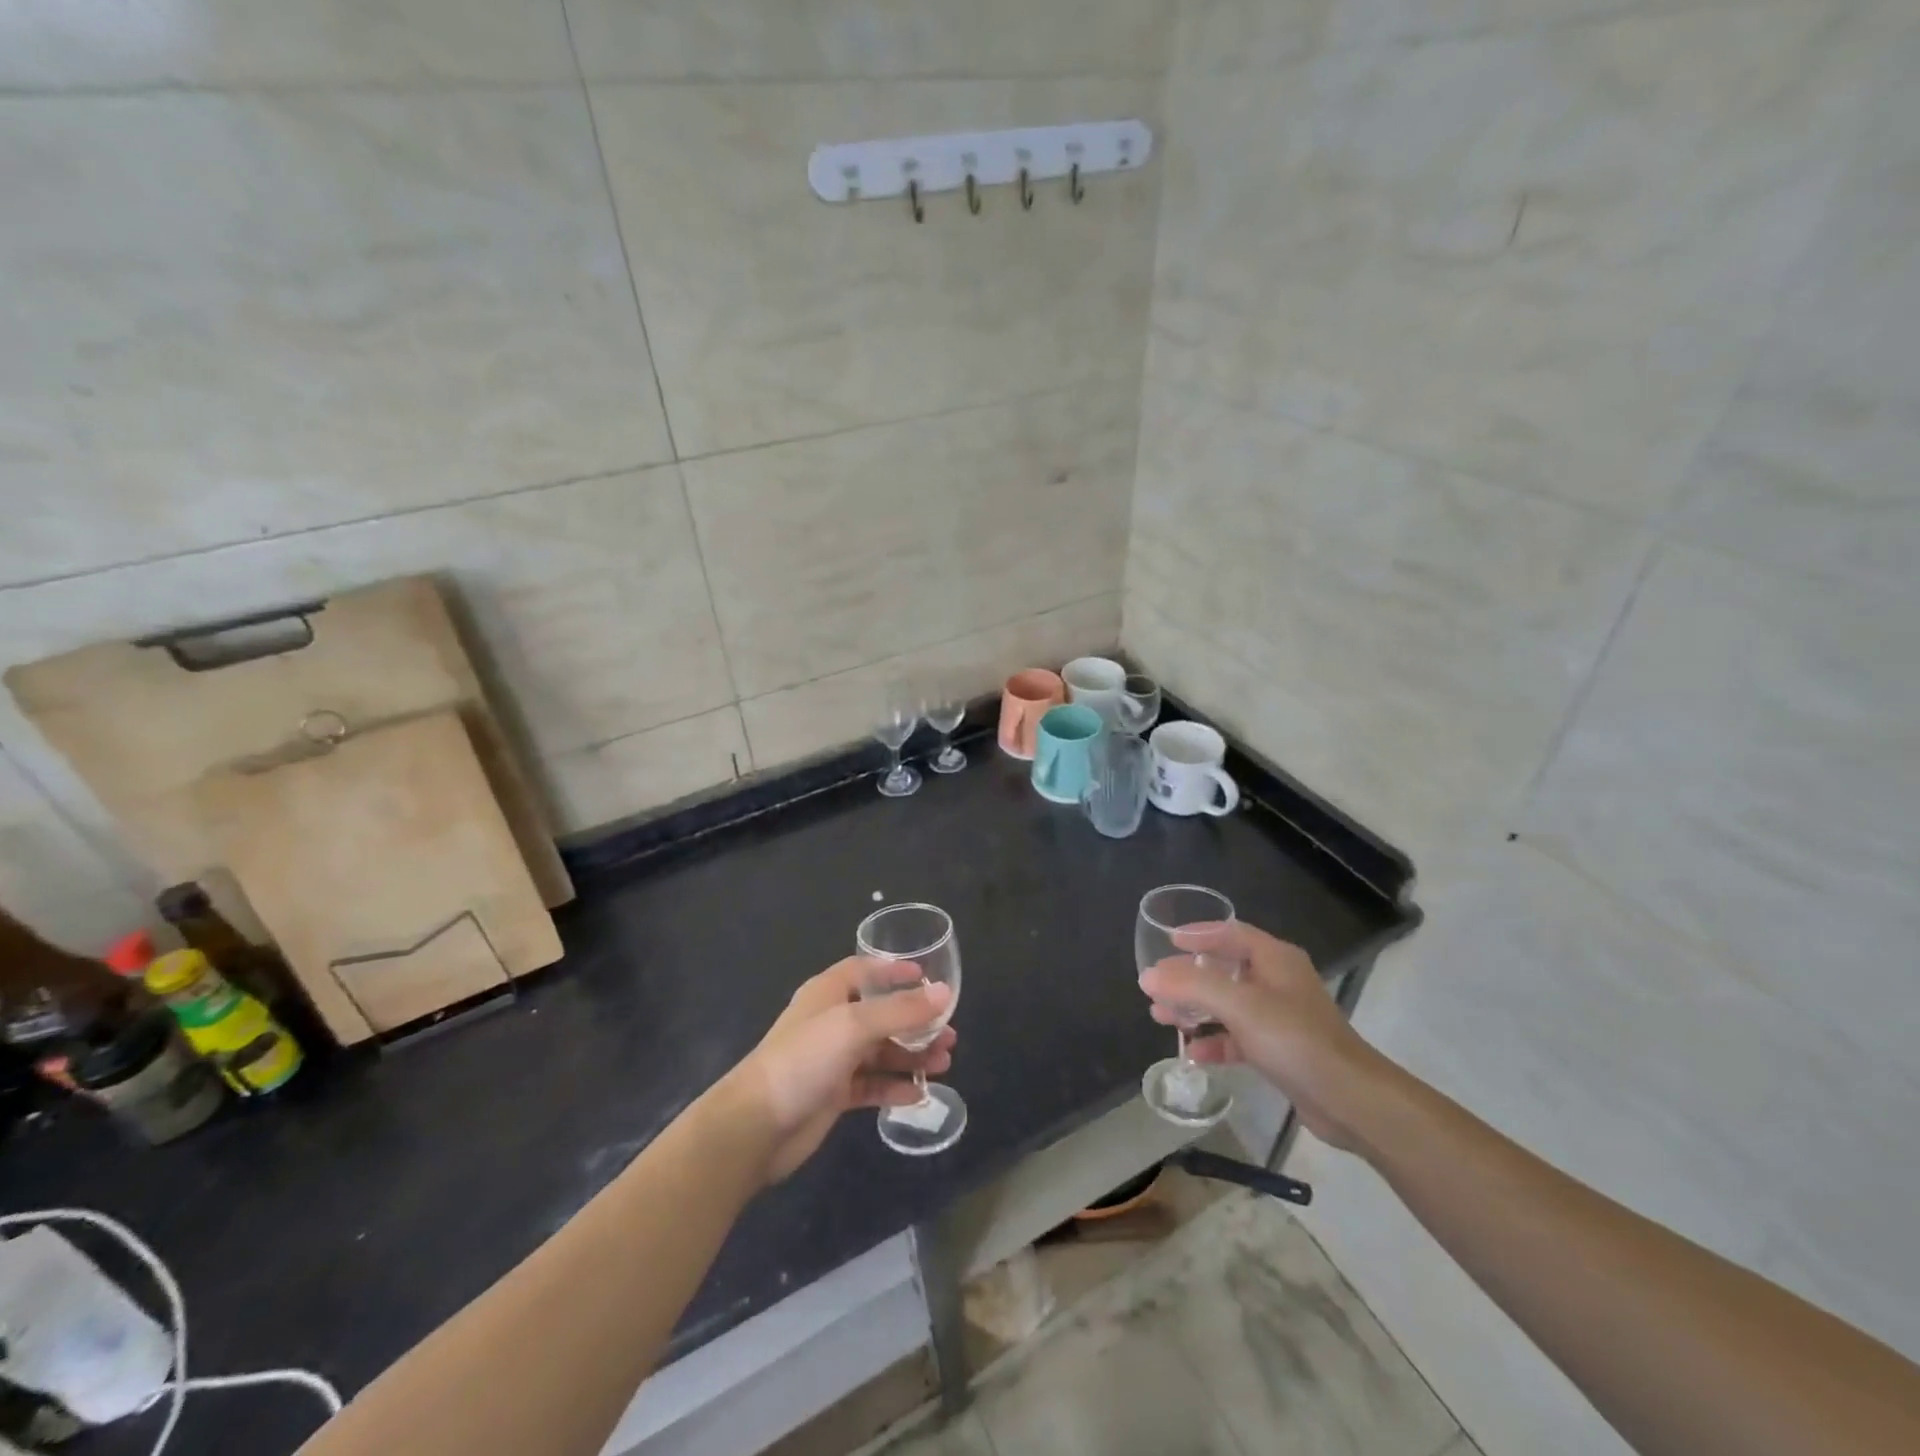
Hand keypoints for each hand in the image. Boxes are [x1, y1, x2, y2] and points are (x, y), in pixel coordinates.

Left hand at [723, 957, 955, 1182]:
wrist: (756, 1125)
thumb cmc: (804, 1059)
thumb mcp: (854, 1025)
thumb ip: (901, 1010)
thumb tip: (945, 993)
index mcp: (828, 993)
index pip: (864, 971)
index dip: (893, 971)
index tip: (926, 978)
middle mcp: (831, 1021)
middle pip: (880, 1014)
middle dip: (914, 1022)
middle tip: (948, 1032)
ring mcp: (832, 1060)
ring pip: (880, 1051)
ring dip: (911, 1055)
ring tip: (944, 1063)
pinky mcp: (833, 1095)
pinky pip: (872, 1085)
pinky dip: (894, 1086)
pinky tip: (920, 1094)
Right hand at [1139, 922, 1386, 1150]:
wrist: (1350, 1100)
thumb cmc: (1295, 1039)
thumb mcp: (1240, 1005)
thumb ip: (1191, 986)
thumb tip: (1148, 976)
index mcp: (1275, 959)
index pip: (1230, 933)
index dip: (1198, 934)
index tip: (1166, 940)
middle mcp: (1278, 982)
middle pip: (1224, 969)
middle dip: (1188, 978)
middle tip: (1156, 987)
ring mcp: (1279, 1017)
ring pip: (1227, 1004)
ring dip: (1195, 1009)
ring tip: (1161, 1017)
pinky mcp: (1280, 1050)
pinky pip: (1238, 1037)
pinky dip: (1214, 1041)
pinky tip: (1191, 1053)